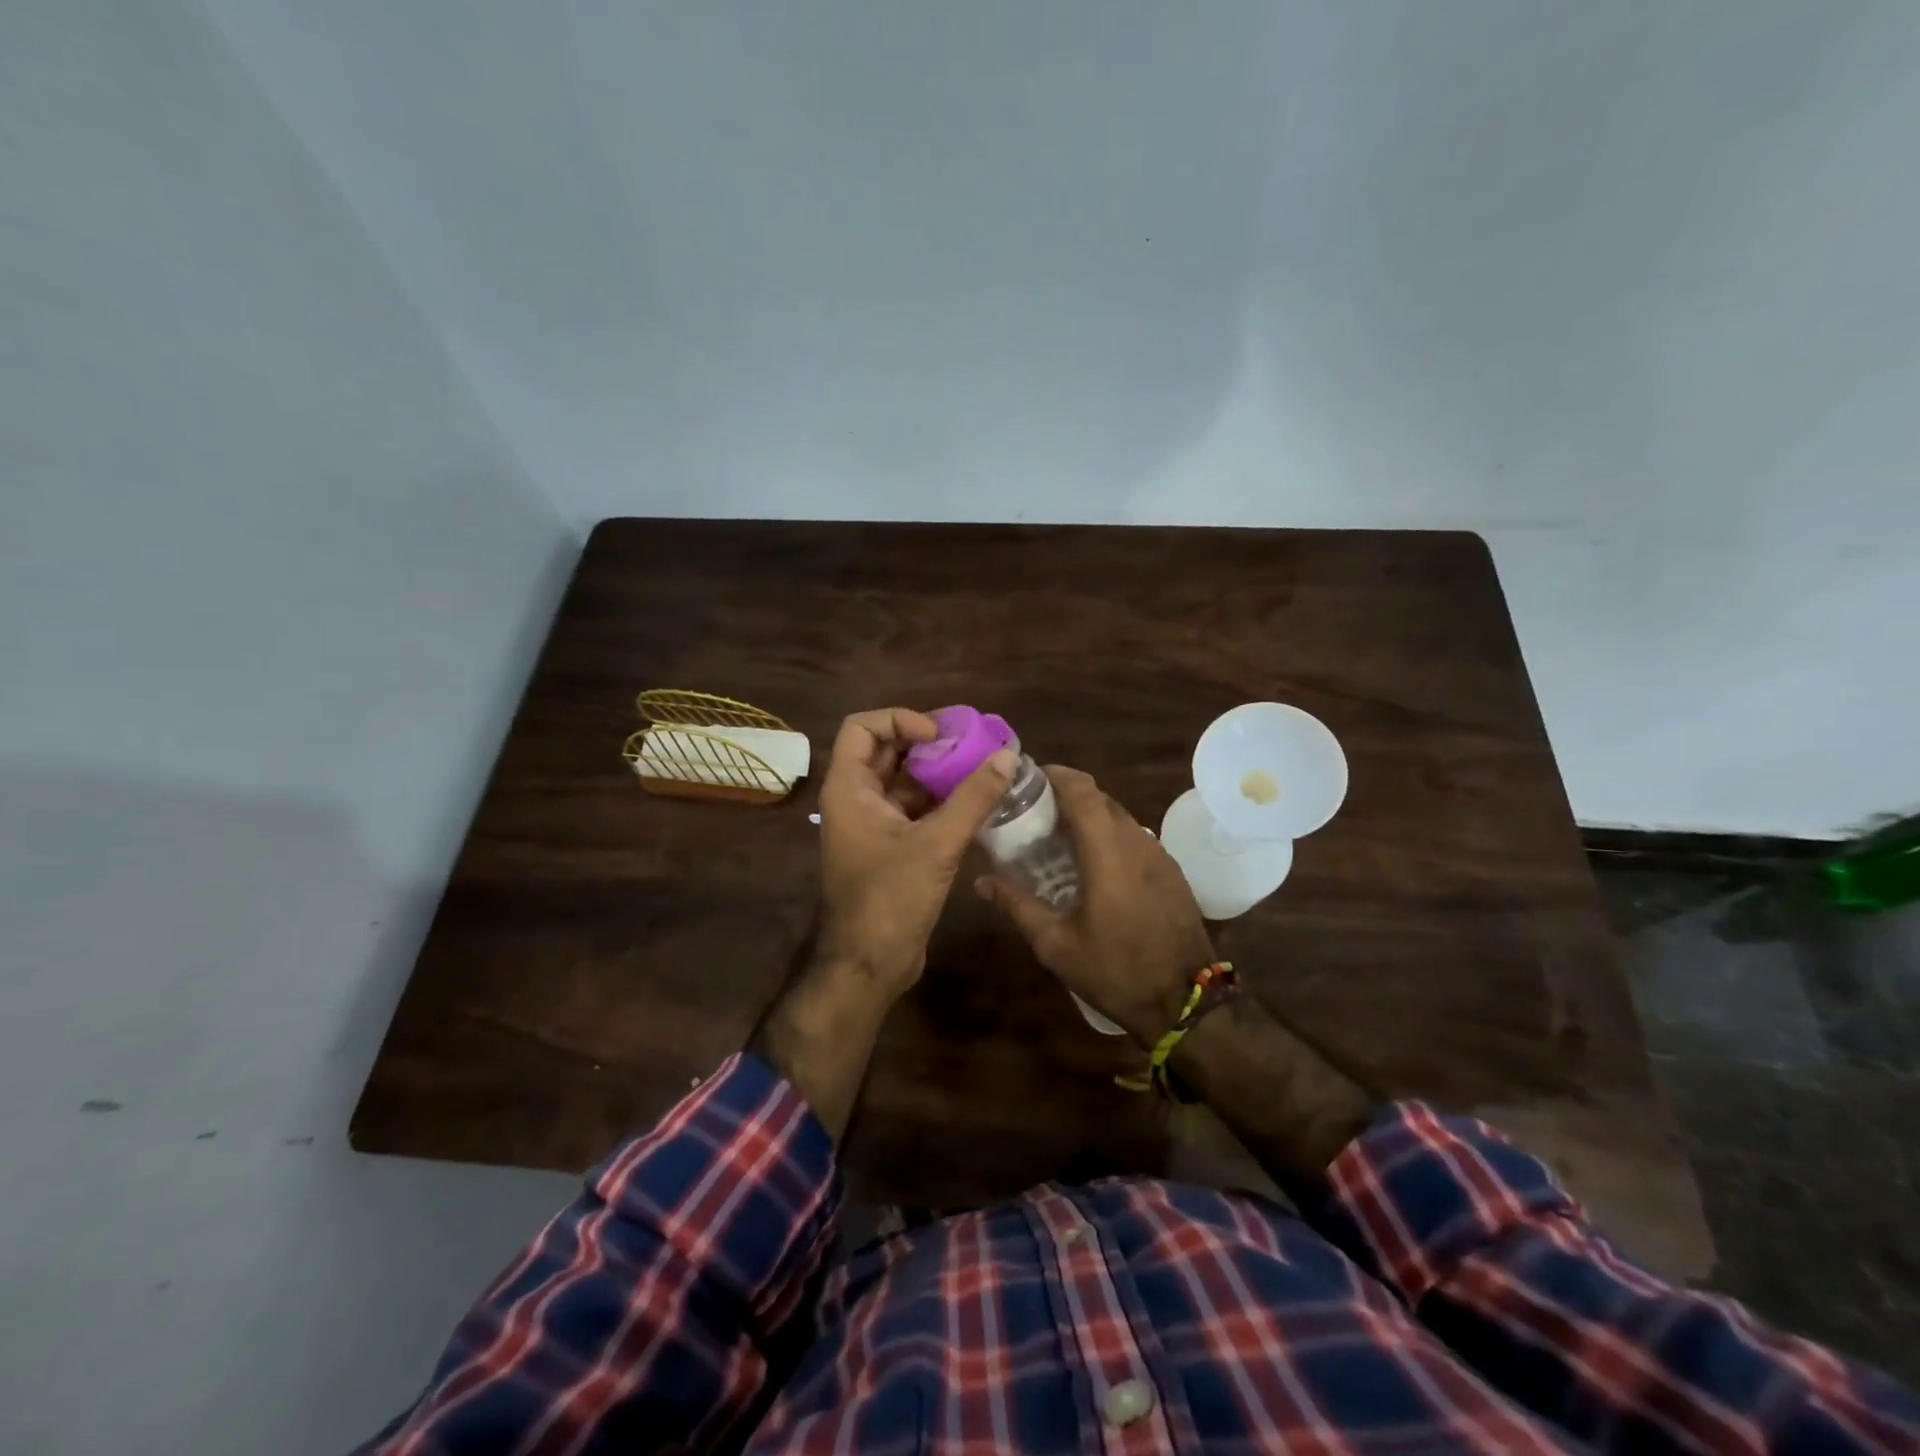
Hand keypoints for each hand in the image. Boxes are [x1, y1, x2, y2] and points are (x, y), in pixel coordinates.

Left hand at [814, 708, 1016, 995]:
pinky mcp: (890, 847)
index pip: (862, 727)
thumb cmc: (891, 899)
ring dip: (938, 774)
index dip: (900, 720)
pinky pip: (914, 809)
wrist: (869, 965)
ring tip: (982, 770)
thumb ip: (973, 798)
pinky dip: (941, 801)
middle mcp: (855, 800)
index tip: (939, 737)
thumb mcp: (936, 844)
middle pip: (886, 751)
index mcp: (849, 789)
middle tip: (971, 746)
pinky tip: (977, 803)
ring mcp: (871, 825)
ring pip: (903, 782)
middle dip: (927, 745)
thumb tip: (1007, 755)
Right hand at [976, 766, 1214, 1044]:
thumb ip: (1018, 905)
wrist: (1188, 1003)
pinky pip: (1134, 837)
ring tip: (1058, 837)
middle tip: (1033, 811)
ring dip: (1089, 816)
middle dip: (1066, 795)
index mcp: (1108, 852)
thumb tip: (982, 881)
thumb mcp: (1057, 945)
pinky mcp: (1171, 871)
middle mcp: (1137, 842)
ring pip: (1119, 816)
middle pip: (1099, 798)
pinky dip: (1109, 835)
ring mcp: (1159, 855)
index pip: (1082, 790)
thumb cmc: (1116, 971)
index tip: (1028, 778)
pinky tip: (1092, 864)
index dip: (1055, 775)